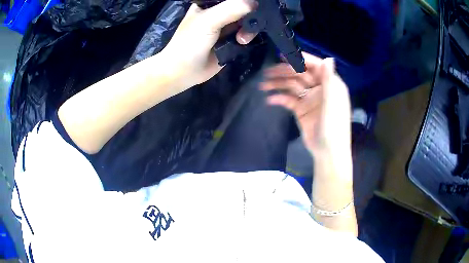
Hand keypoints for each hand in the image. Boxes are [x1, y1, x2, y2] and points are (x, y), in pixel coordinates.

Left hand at [161, 0, 256, 88]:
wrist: (183, 71)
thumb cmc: (190, 42)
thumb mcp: (209, 21)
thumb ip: (231, 9)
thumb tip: (255, 3)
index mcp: (210, 4)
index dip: (244, 1)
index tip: (253, 7)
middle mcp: (220, 13)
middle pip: (243, 8)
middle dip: (249, 16)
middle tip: (249, 25)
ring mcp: (226, 27)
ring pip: (247, 22)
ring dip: (249, 29)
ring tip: (241, 40)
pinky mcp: (231, 41)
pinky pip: (247, 35)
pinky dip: (249, 37)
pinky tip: (243, 43)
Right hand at [261, 53, 350, 155]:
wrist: (327, 152)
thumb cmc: (334, 127)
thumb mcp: (333, 103)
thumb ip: (329, 80)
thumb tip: (329, 58)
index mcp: (330, 84)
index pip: (315, 66)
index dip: (300, 59)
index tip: (284, 55)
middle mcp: (319, 88)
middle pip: (300, 74)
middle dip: (285, 72)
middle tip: (268, 72)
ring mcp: (309, 98)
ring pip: (292, 86)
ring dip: (278, 84)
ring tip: (263, 85)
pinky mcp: (301, 109)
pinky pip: (289, 100)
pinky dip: (280, 99)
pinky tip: (270, 100)